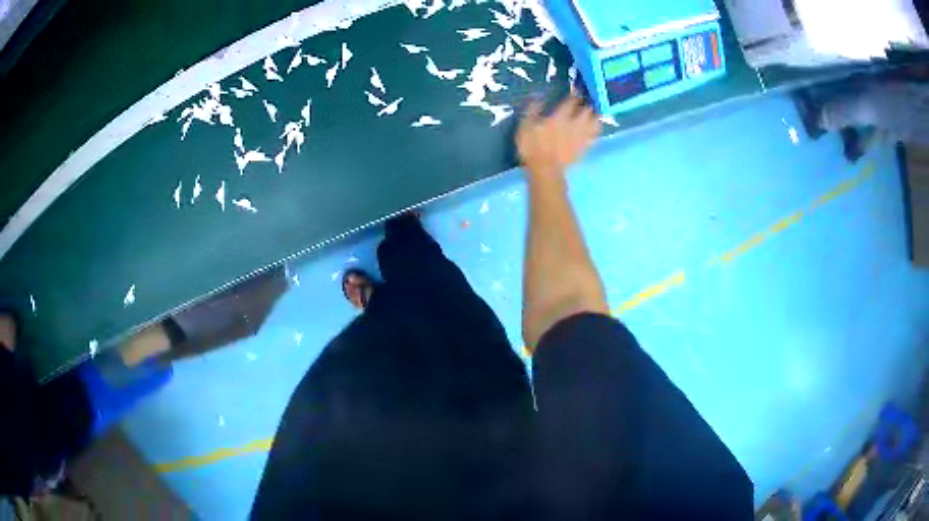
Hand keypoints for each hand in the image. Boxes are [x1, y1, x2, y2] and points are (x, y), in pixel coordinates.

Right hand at [516, 95, 600, 176]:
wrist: (545, 170)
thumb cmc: (532, 147)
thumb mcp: (525, 125)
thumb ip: (533, 110)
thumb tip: (538, 97)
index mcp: (559, 116)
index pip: (571, 101)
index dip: (575, 93)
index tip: (576, 89)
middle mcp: (574, 124)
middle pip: (587, 110)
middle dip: (588, 104)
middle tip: (586, 101)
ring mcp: (581, 137)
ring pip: (595, 123)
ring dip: (595, 117)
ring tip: (594, 114)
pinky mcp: (584, 148)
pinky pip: (594, 137)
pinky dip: (595, 132)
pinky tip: (594, 130)